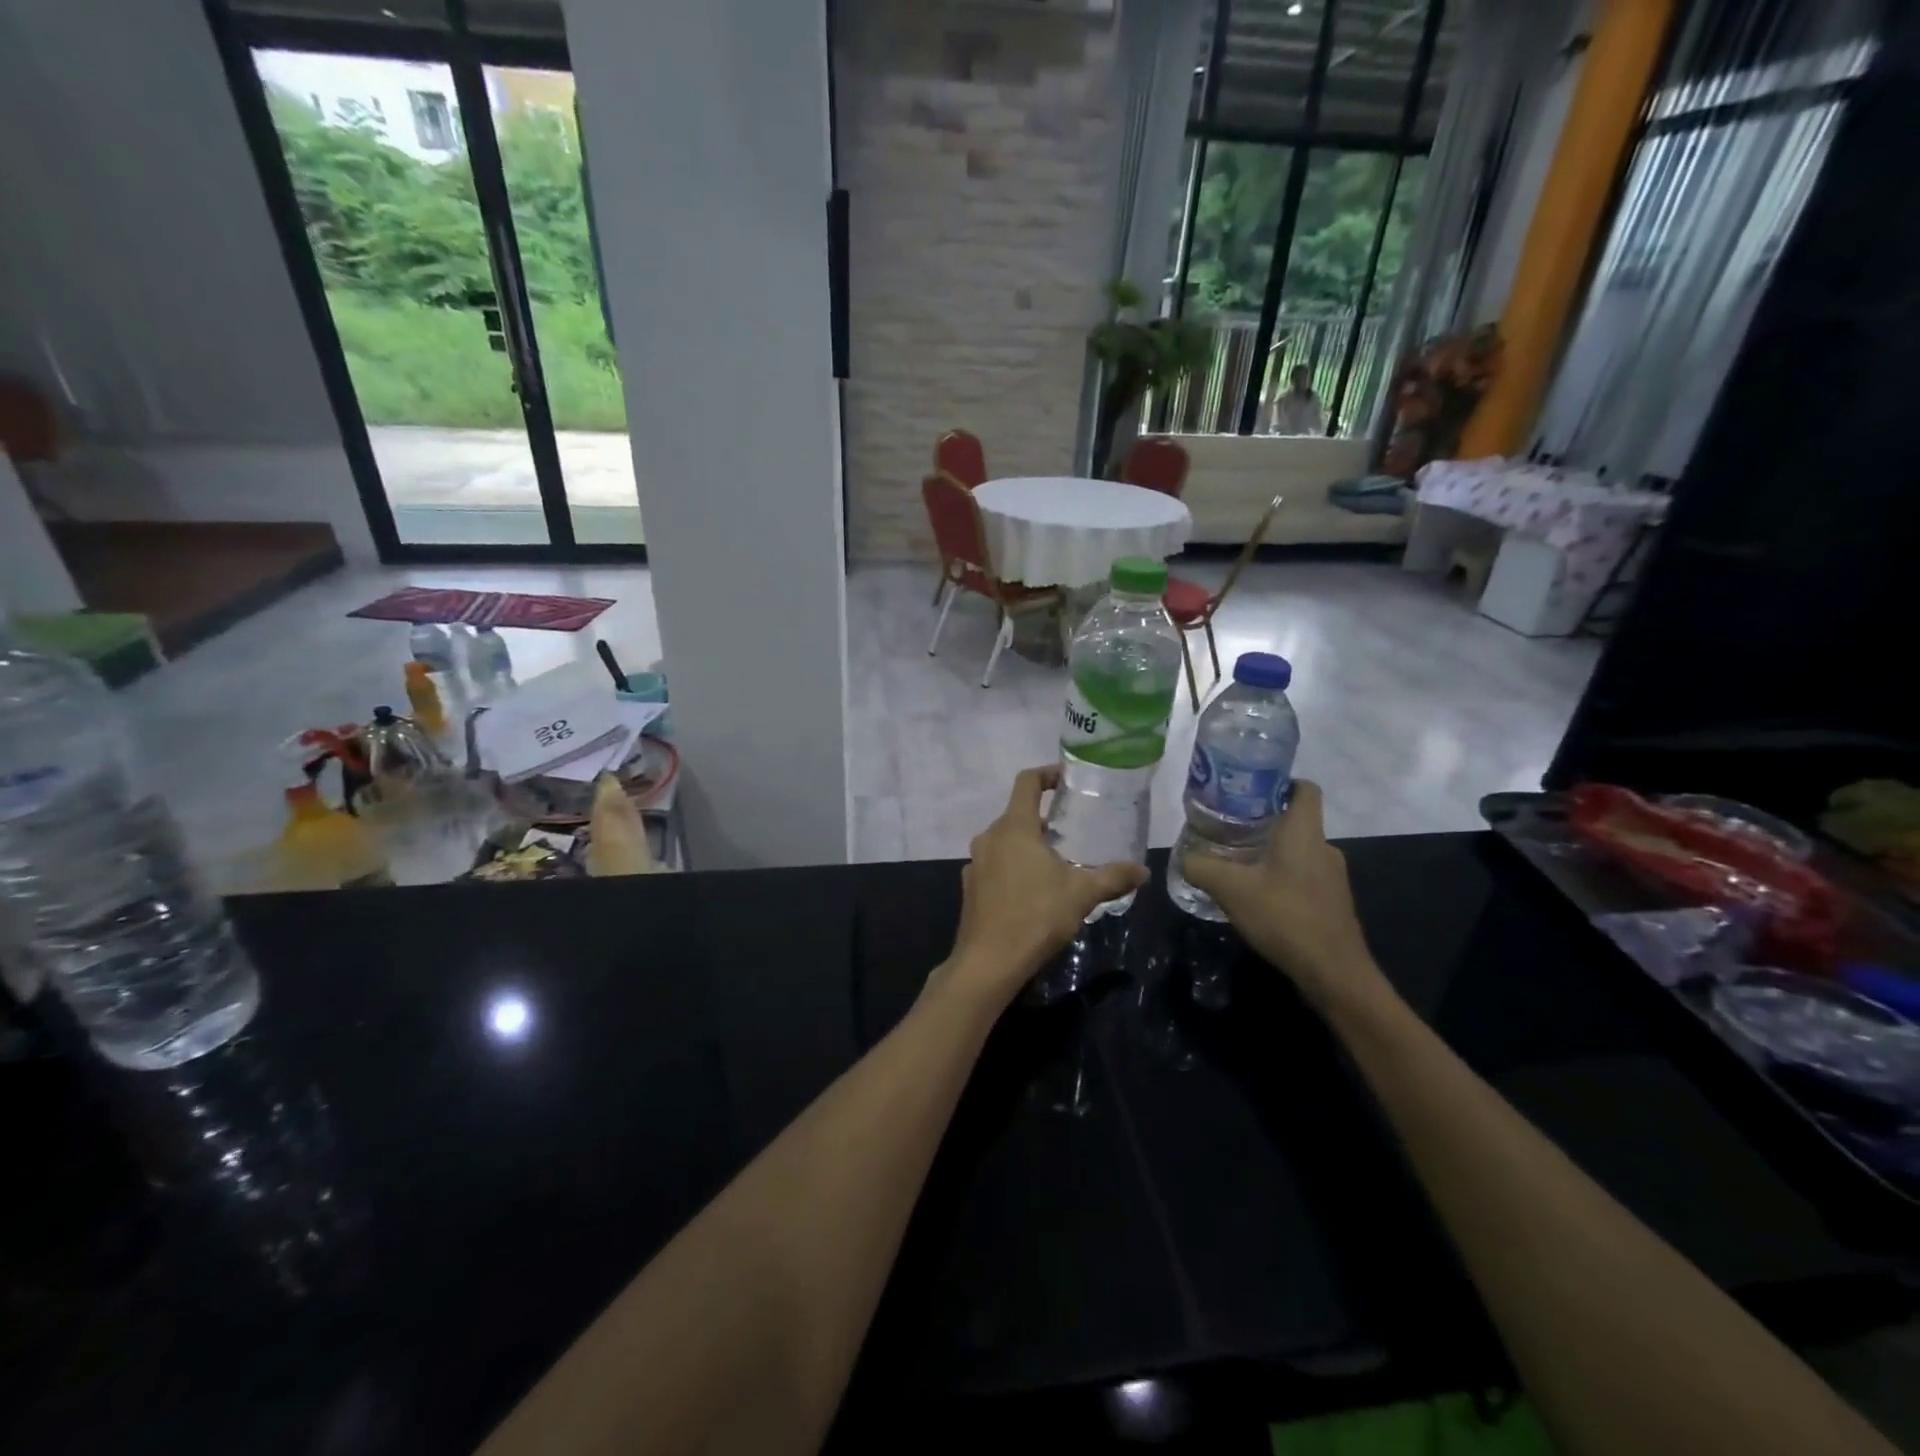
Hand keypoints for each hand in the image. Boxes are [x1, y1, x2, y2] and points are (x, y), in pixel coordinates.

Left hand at [936, 767, 1147, 1010]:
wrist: (988, 962)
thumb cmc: (1035, 917)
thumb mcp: (1081, 895)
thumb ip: (1113, 877)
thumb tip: (1143, 870)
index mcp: (1013, 828)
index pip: (1026, 782)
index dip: (1047, 774)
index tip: (1068, 780)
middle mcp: (989, 837)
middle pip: (1017, 814)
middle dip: (1045, 818)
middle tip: (1075, 829)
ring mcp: (975, 862)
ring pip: (1005, 841)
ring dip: (1030, 844)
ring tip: (1058, 861)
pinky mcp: (970, 886)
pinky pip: (995, 864)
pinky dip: (1014, 866)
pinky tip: (1033, 890)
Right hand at [1179, 780, 1386, 1013]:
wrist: (1334, 974)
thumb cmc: (1285, 917)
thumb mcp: (1230, 889)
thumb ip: (1201, 867)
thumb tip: (1184, 856)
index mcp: (1304, 833)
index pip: (1304, 788)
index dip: (1278, 782)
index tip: (1246, 790)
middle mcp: (1324, 848)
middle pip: (1294, 820)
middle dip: (1261, 821)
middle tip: (1226, 828)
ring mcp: (1331, 877)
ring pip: (1297, 850)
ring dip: (1268, 853)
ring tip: (1234, 863)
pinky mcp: (1331, 902)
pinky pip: (1301, 876)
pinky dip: (1279, 878)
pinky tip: (1255, 896)